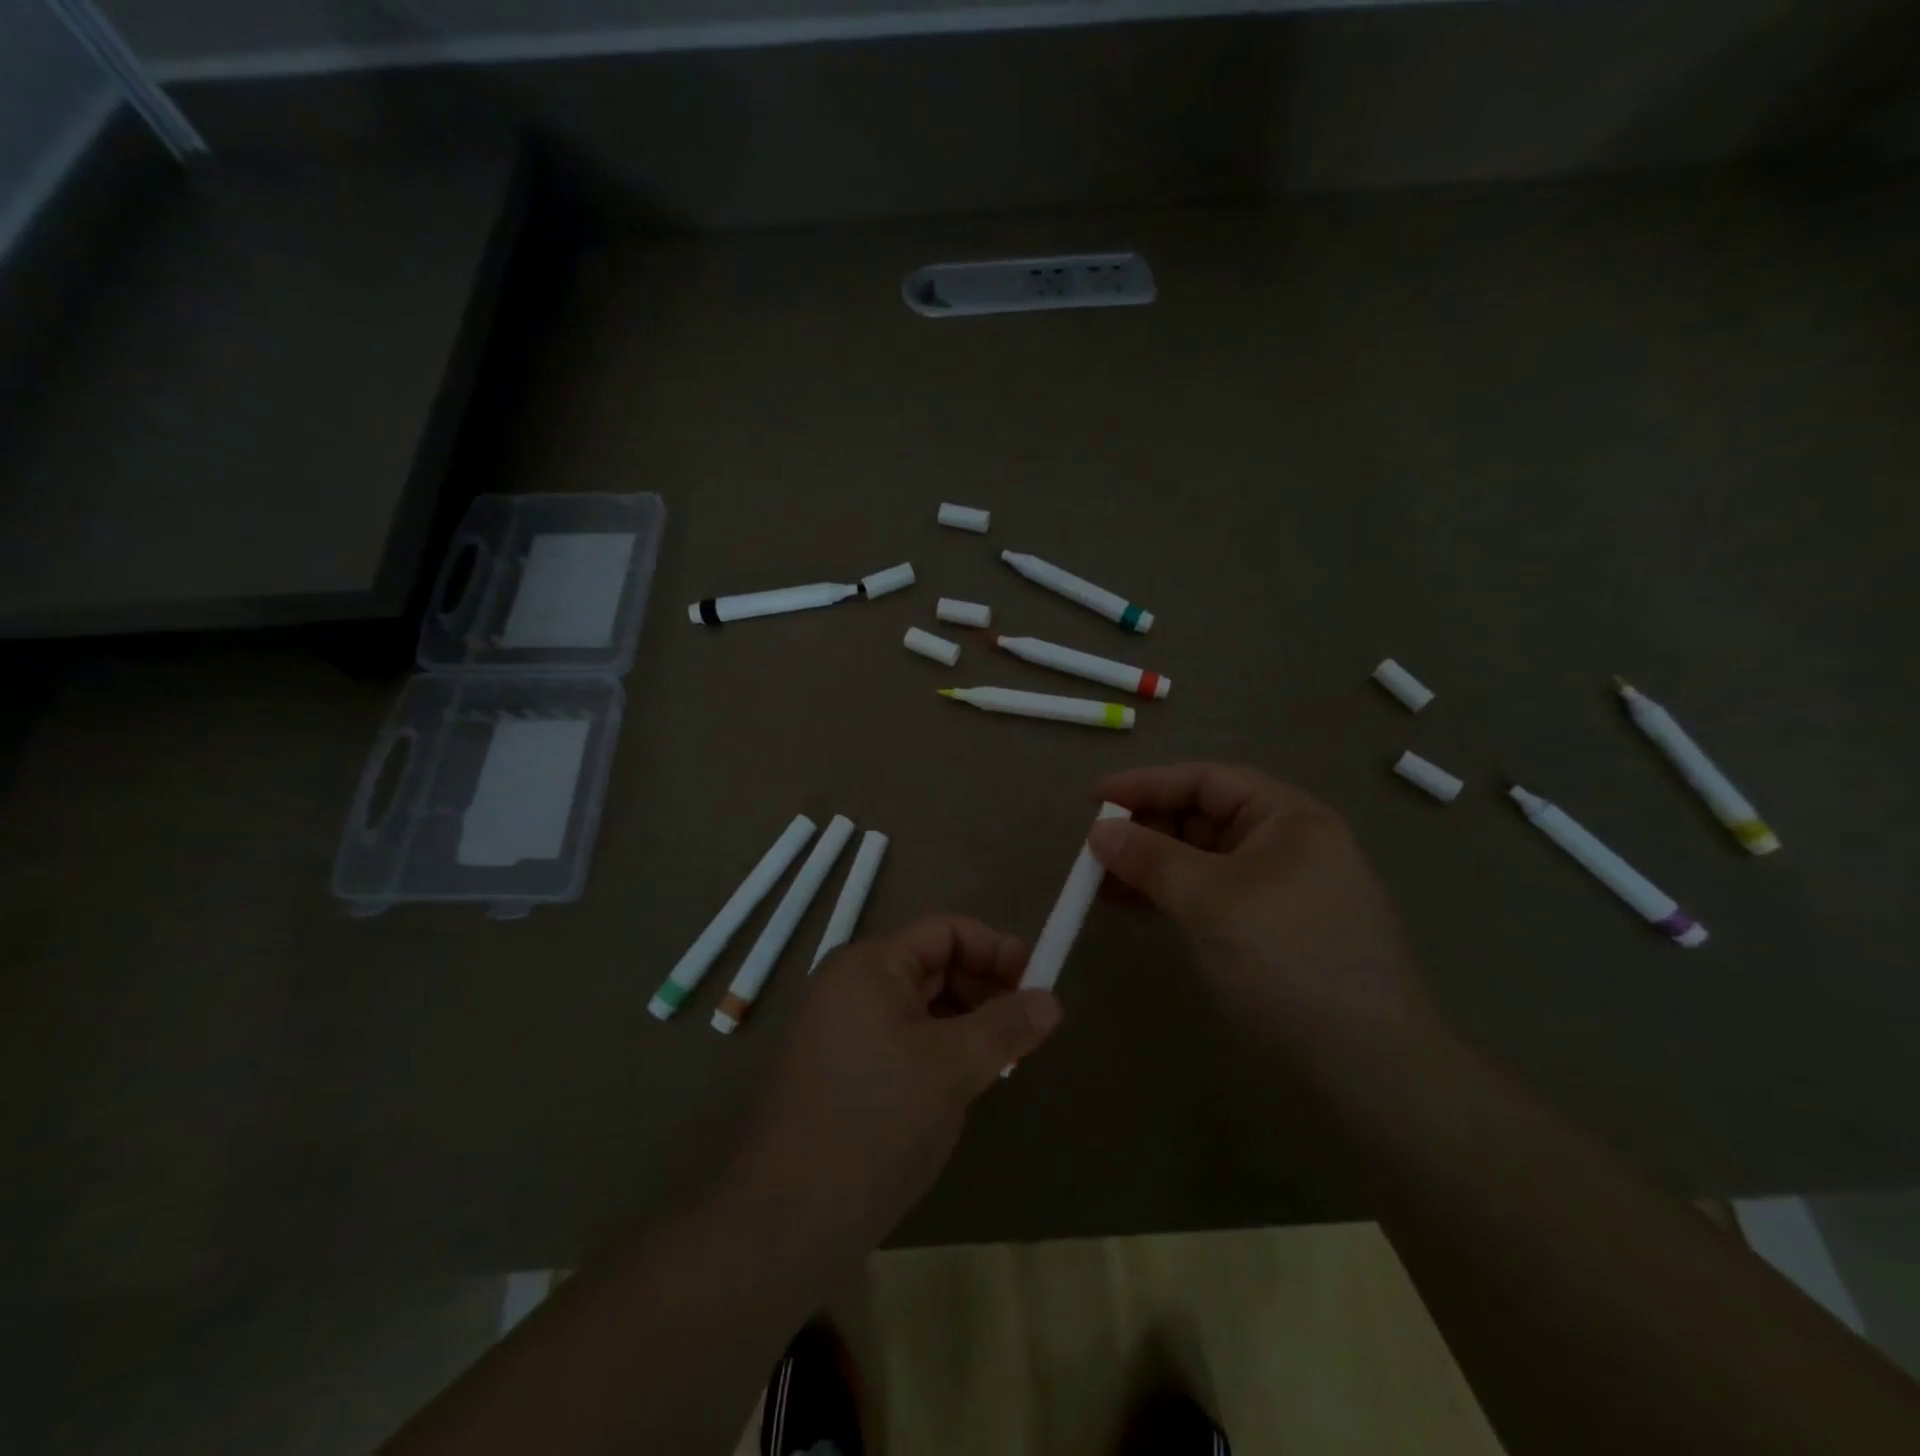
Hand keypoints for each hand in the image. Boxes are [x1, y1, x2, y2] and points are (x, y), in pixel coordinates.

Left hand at [730, 915, 1061, 1251]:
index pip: (945, 931)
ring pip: (920, 1006)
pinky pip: (903, 1039)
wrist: (788, 1219)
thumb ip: (1005, 1027)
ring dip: (965, 1023)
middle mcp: (851, 985)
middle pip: (933, 965)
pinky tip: (962, 1085)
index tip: (1038, 985)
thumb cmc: (875, 1122)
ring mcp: (842, 1028)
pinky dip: (939, 1050)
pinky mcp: (843, 1068)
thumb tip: (1052, 1000)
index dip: (996, 949)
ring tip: (1000, 1062)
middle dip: (984, 989)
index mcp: (869, 966)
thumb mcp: (951, 1068)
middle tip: (1025, 1031)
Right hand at [1088, 763, 1429, 1051]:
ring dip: (1149, 865)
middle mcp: (1283, 842)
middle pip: (1201, 816)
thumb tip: (1098, 833)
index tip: (1094, 799)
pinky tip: (1129, 905)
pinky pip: (1205, 894)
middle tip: (1093, 848)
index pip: (1206, 780)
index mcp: (1287, 817)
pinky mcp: (1264, 927)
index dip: (1147, 784)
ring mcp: (1274, 887)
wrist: (1370, 1065)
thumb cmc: (1292, 960)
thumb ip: (1152, 859)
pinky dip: (1167, 894)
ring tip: (1098, 881)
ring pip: (1198, 858)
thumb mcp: (1214, 901)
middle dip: (1145, 828)